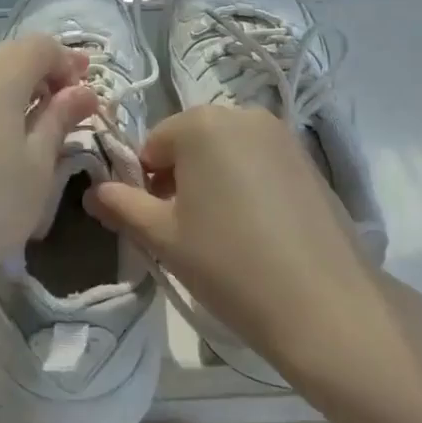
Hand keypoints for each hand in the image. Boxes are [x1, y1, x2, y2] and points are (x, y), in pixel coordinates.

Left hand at [0, 36, 99, 298]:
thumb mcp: (39, 163)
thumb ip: (60, 118)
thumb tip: (83, 90)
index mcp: (0, 77)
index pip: (41, 45)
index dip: (68, 62)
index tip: (87, 96)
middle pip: (16, 52)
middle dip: (48, 70)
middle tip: (74, 102)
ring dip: (25, 85)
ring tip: (47, 120)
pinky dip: (3, 101)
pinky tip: (14, 135)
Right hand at [85, 106, 393, 387]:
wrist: (328, 309)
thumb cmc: (230, 265)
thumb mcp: (163, 238)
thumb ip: (121, 206)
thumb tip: (93, 191)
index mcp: (201, 123)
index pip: (152, 146)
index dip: (147, 186)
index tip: (161, 225)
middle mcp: (241, 113)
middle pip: (190, 143)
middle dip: (181, 179)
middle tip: (191, 232)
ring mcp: (282, 135)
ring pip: (226, 153)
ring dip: (215, 182)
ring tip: (227, 235)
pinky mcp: (310, 161)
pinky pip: (260, 163)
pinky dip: (249, 187)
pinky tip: (261, 233)